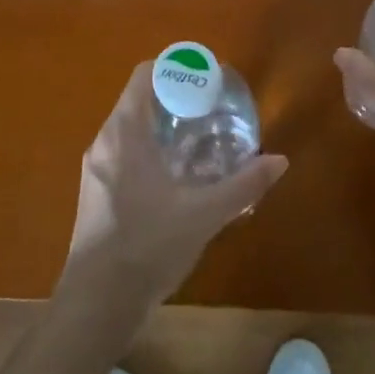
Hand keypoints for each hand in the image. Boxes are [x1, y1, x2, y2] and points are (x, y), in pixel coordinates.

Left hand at [61, 62, 288, 313]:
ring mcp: (95, 169)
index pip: (145, 75)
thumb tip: (279, 160)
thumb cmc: (147, 246)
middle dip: (176, 100)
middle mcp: (104, 141)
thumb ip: (243, 185)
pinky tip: (178, 177)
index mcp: (124, 132)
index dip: (176, 69)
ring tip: (201, 140)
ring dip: (163, 127)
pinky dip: (151, 150)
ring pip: (131, 129)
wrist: (96, 304)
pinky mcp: (95, 193)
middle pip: (139, 100)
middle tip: (212, 110)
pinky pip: (124, 154)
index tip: (206, 80)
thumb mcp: (203, 214)